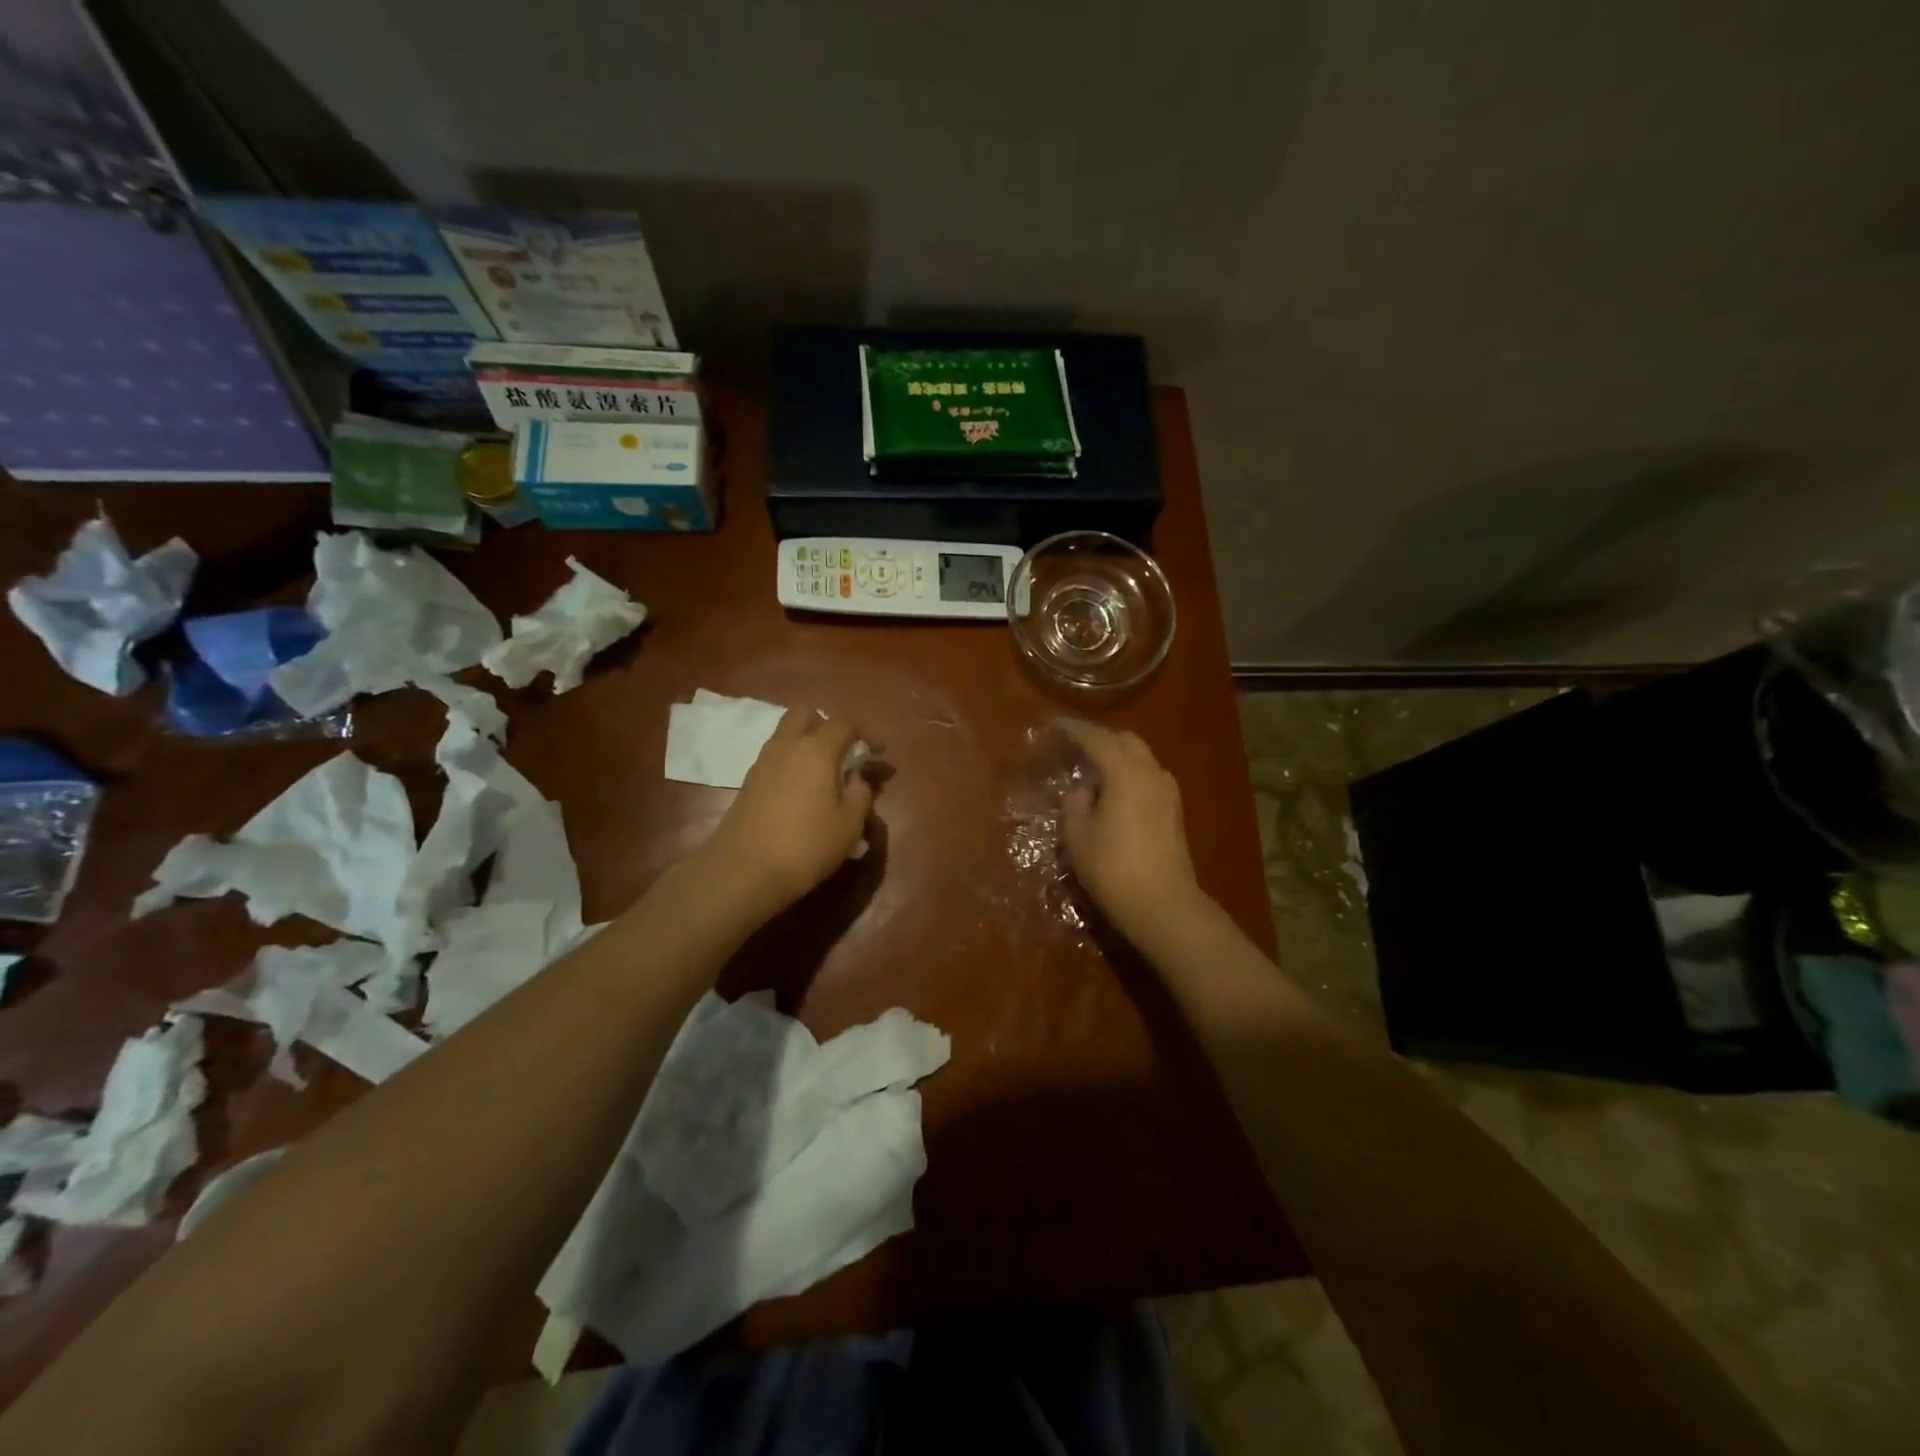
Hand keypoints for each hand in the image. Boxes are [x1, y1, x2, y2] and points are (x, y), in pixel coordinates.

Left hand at [702, 709, 873, 914]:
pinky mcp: (749, 780)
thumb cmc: (806, 845)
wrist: (744, 870)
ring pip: (787, 733)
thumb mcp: (849, 825)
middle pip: (807, 715)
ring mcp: (763, 761)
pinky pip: (776, 755)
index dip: (865, 733)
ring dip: (807, 741)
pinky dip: (792, 760)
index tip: (878, 752)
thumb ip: (861, 794)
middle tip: (844, 751)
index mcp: (817, 749)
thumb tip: (857, 777)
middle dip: (828, 725)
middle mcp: (788, 745)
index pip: (844, 723)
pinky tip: (802, 788)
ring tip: (824, 771)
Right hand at [1059, 720, 1207, 946]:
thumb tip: (1085, 789)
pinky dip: (1131, 776)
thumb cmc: (1112, 868)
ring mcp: (1168, 791)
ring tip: (1095, 774)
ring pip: (1142, 759)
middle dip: (1101, 740)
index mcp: (1125, 772)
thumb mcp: (1077, 835)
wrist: (1163, 904)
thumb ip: (1075, 802)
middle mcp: (1151, 772)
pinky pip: (1149, 778)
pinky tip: (1116, 795)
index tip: (1056, 724)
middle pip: (1126, 741)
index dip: (1074, 729)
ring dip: (1119, 758)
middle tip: (1077, 750)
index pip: (1097, 739)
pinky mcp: (1175, 811)